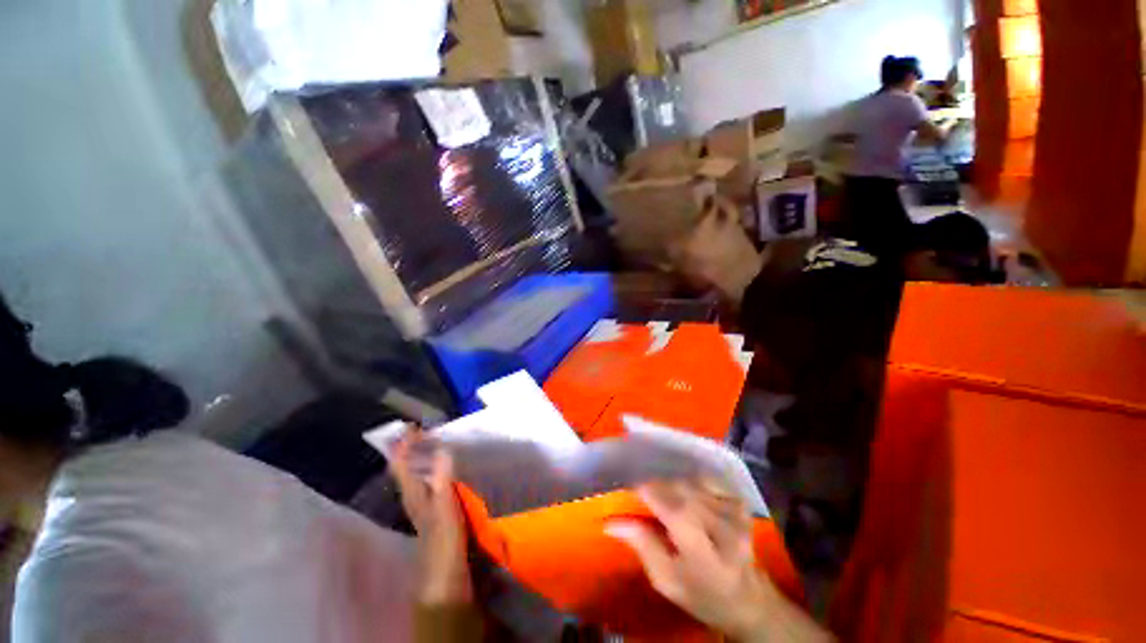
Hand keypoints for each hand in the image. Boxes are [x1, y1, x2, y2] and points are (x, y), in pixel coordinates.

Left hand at [390, 433, 471, 605]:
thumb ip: (443, 479)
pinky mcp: (436, 508)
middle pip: (407, 468)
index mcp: (413, 494)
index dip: (403, 446)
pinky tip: (446, 466)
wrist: (447, 576)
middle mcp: (415, 496)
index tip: (411, 426)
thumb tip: (442, 449)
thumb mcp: (444, 508)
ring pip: (418, 474)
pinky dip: (434, 468)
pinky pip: (431, 481)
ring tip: (433, 441)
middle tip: (424, 429)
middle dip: (412, 448)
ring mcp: (425, 503)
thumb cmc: (443, 541)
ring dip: (422, 457)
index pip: (401, 465)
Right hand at [607, 479, 830, 642]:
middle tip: (642, 491)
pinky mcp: (740, 503)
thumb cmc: (702, 596)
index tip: (628, 488)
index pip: (671, 507)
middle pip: (680, 490)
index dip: (647, 491)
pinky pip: (707, 479)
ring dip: (672, 483)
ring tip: (662, 493)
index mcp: (704, 553)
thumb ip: (642, 546)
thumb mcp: (667, 581)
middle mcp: (723, 526)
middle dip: (656, 486)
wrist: (750, 600)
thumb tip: (612, 522)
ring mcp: (735, 512)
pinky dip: (691, 480)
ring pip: (691, 482)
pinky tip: (686, 491)